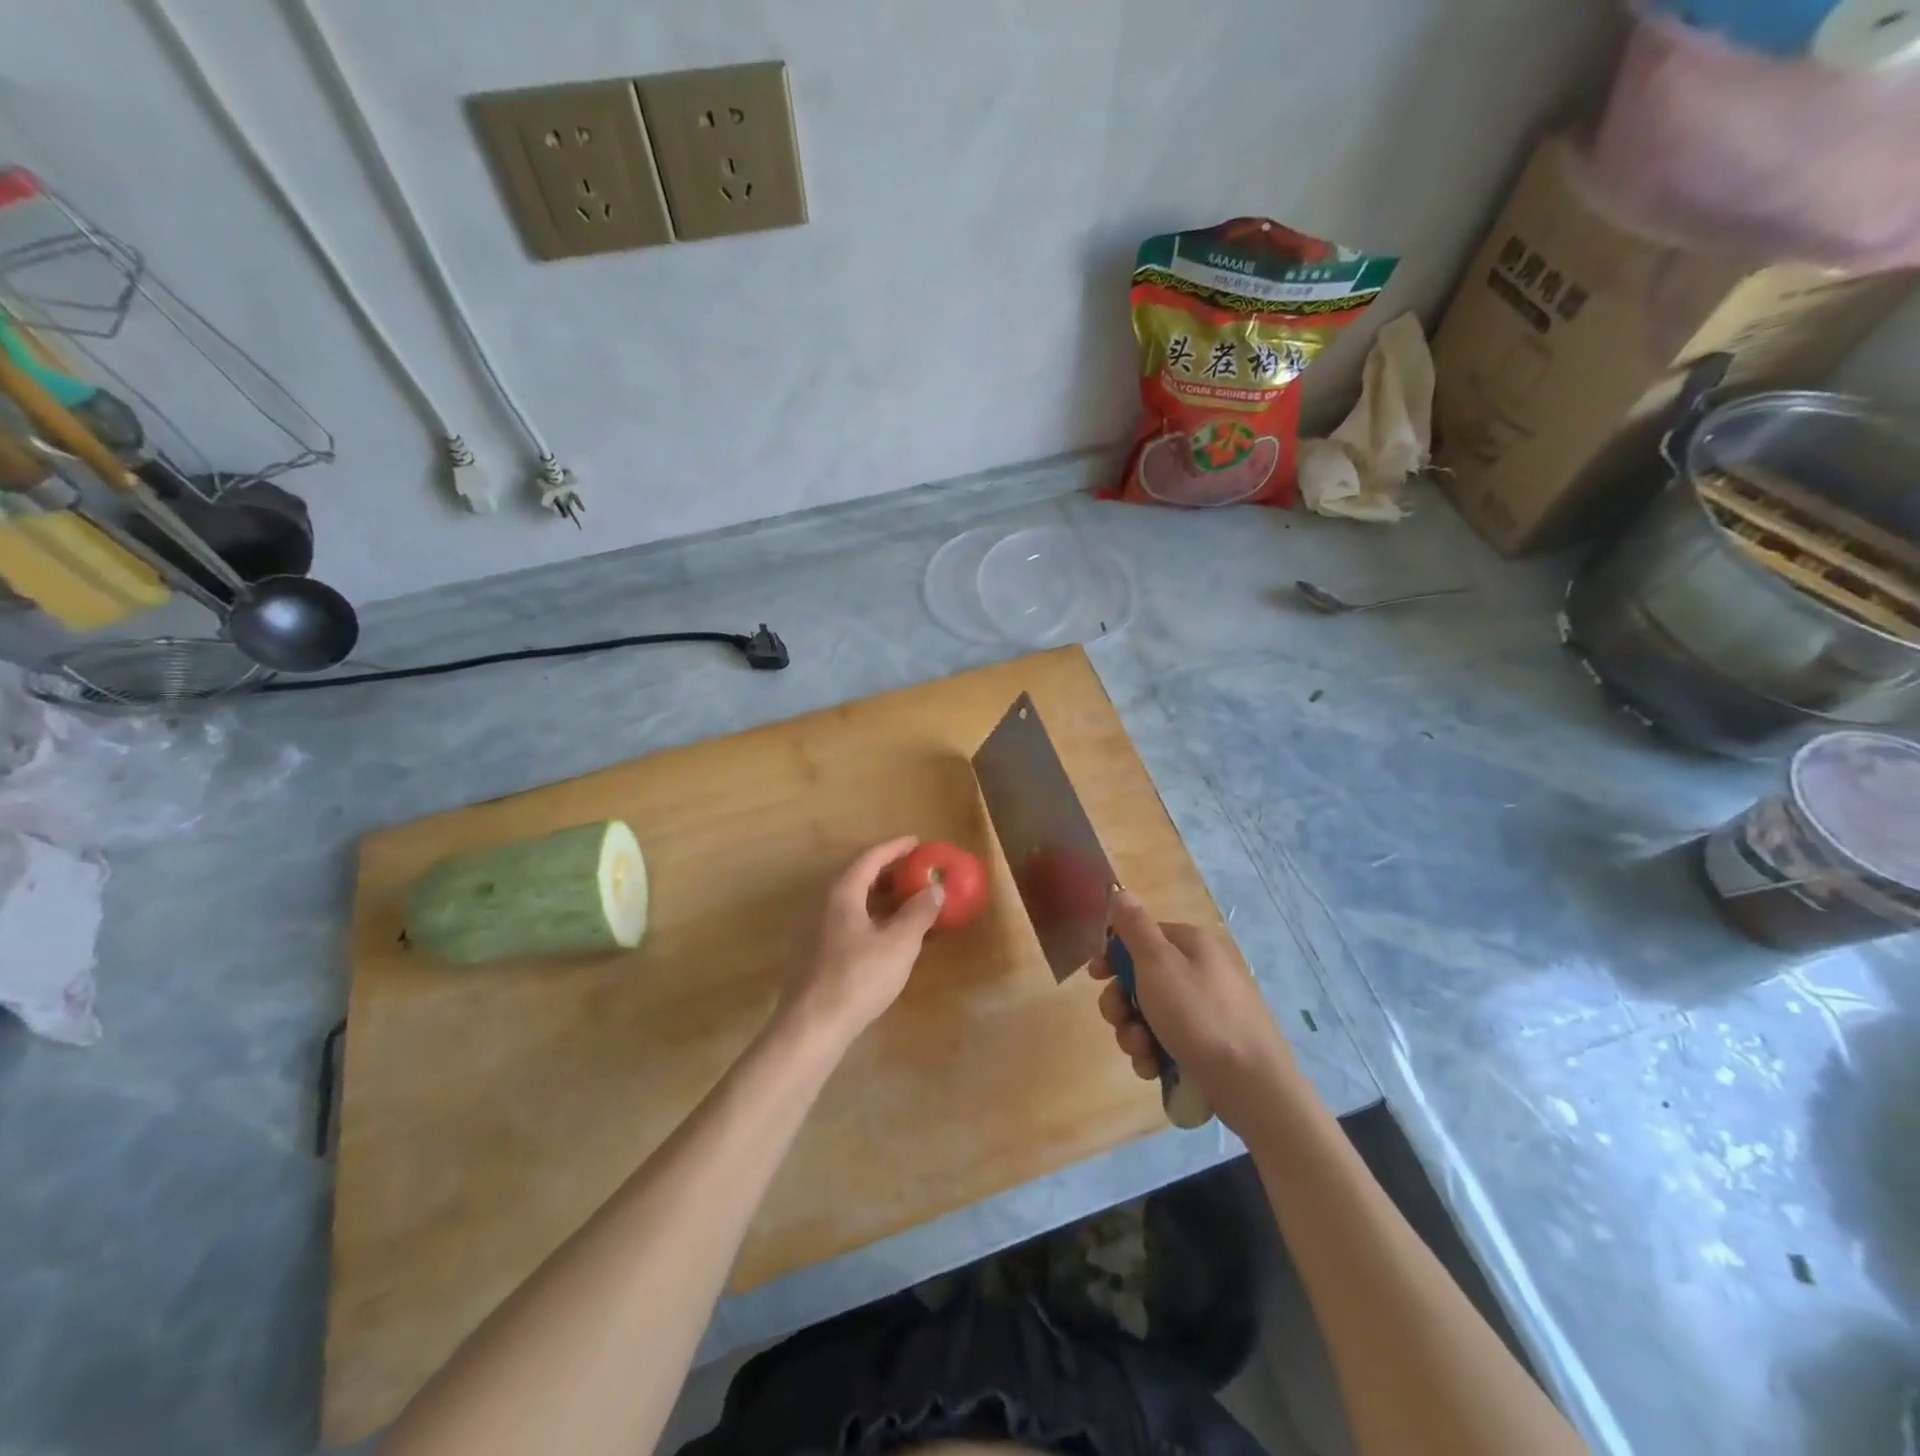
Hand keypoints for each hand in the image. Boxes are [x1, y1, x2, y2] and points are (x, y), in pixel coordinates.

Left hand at [777, 838, 943, 1044]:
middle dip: (888, 873)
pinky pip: (845, 923)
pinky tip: (884, 939)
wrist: (810, 1028)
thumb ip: (919, 913)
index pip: (870, 858)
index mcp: (841, 893)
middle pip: (857, 877)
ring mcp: (813, 931)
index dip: (895, 848)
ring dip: (879, 898)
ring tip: (906, 905)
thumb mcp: (899, 944)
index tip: (917, 843)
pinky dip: (868, 919)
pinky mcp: (812, 955)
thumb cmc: (858, 978)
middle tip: (915, 873)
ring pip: (851, 903)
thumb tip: (935, 888)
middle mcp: (823, 904)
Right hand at [1092, 891, 1295, 1129]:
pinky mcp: (1208, 1045)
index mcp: (1192, 944)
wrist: (1251, 1085)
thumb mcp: (1158, 964)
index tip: (1095, 976)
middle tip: (1118, 1019)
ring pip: (1150, 1013)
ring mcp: (1206, 1010)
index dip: (1114, 954)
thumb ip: (1135, 928)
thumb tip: (1122, 891)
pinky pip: (1167, 1041)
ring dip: (1134, 1032)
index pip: (1142, 936)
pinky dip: (1154, 1053)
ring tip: (1141, 1051)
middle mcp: (1201, 971)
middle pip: (1142, 977)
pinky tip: (1154, 1068)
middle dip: (1122, 1002)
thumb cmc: (1198, 1016)